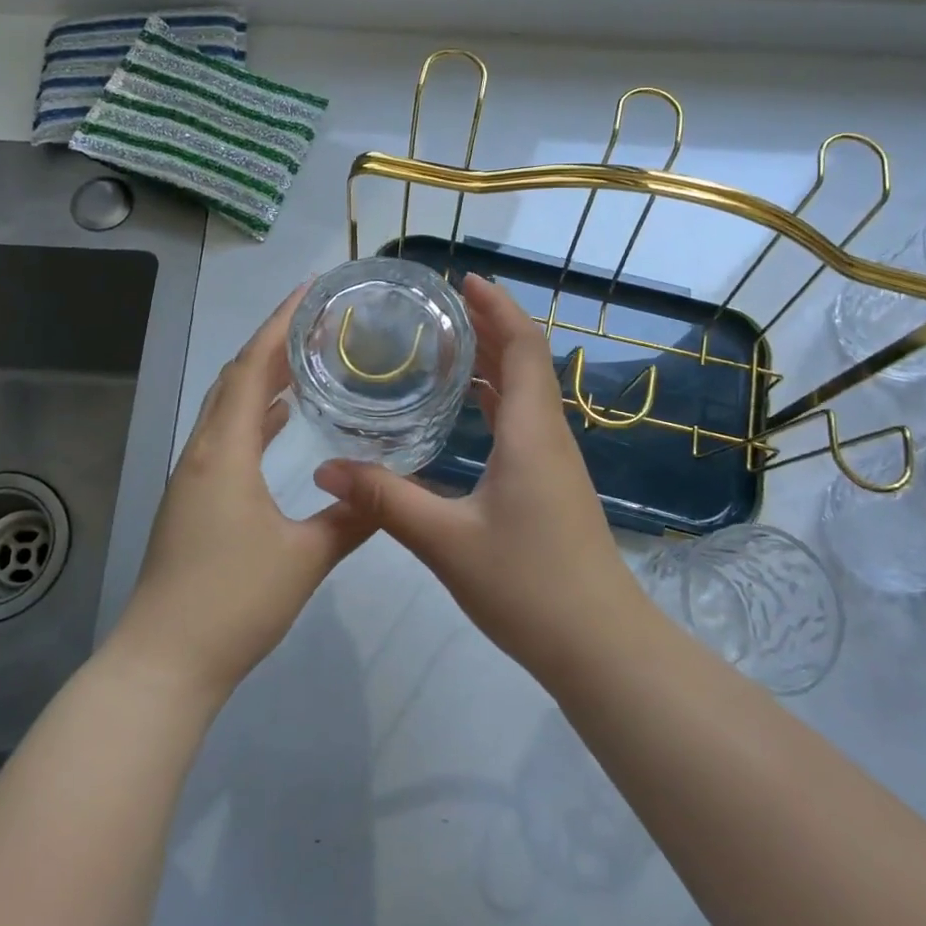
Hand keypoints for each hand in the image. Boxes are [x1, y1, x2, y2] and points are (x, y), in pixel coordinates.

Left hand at [108, 285, 375, 701]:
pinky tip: (280, 422)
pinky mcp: (192, 501)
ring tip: (304, 361)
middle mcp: (202, 452)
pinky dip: (253, 418)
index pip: (252, 369)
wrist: (164, 663)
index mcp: (224, 452)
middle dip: (271, 343)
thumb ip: (351, 518)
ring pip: (227, 409)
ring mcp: (192, 477)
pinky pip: (225, 439)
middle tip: (316, 321)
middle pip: (234, 379)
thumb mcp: (304, 558)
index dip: (279, 325)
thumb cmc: (233, 603)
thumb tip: (388, 487)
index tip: (308, 292)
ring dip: (261, 380)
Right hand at [313, 273, 641, 676]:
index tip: (462, 280)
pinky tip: (467, 410)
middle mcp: (548, 435)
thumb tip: (326, 468)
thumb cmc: (528, 586)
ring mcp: (554, 461)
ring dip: (494, 360)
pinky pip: (523, 421)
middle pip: (525, 360)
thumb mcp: (446, 542)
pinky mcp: (552, 485)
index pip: (522, 346)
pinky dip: (496, 398)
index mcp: (530, 432)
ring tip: (446, 345)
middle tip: (439, 308)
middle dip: (489, 325)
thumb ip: (386, 500)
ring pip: (525, 391)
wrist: (599, 646)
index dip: (497, 306)